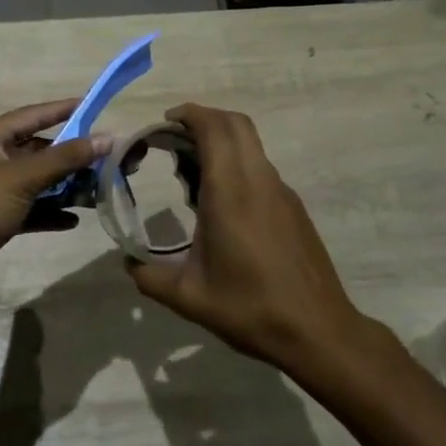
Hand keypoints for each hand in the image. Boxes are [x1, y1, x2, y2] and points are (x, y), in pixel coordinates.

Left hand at [0, 100, 111, 295]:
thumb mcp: (22, 177)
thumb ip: (65, 157)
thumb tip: (107, 138)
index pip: (31, 115)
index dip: (61, 110)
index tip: (93, 105)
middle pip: (39, 150)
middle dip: (71, 155)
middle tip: (106, 156)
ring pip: (39, 181)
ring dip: (66, 185)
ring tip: (98, 189)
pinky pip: (33, 208)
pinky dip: (52, 212)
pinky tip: (74, 219)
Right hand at [124, 103, 361, 370]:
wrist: (318, 331)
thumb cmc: (250, 309)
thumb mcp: (189, 297)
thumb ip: (150, 277)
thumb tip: (128, 263)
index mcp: (230, 192)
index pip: (213, 129)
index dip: (188, 115)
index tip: (163, 124)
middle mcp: (258, 181)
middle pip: (235, 124)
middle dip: (203, 119)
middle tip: (174, 139)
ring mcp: (280, 192)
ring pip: (250, 144)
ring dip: (221, 142)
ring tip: (191, 175)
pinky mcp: (292, 207)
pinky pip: (260, 167)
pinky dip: (236, 164)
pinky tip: (220, 203)